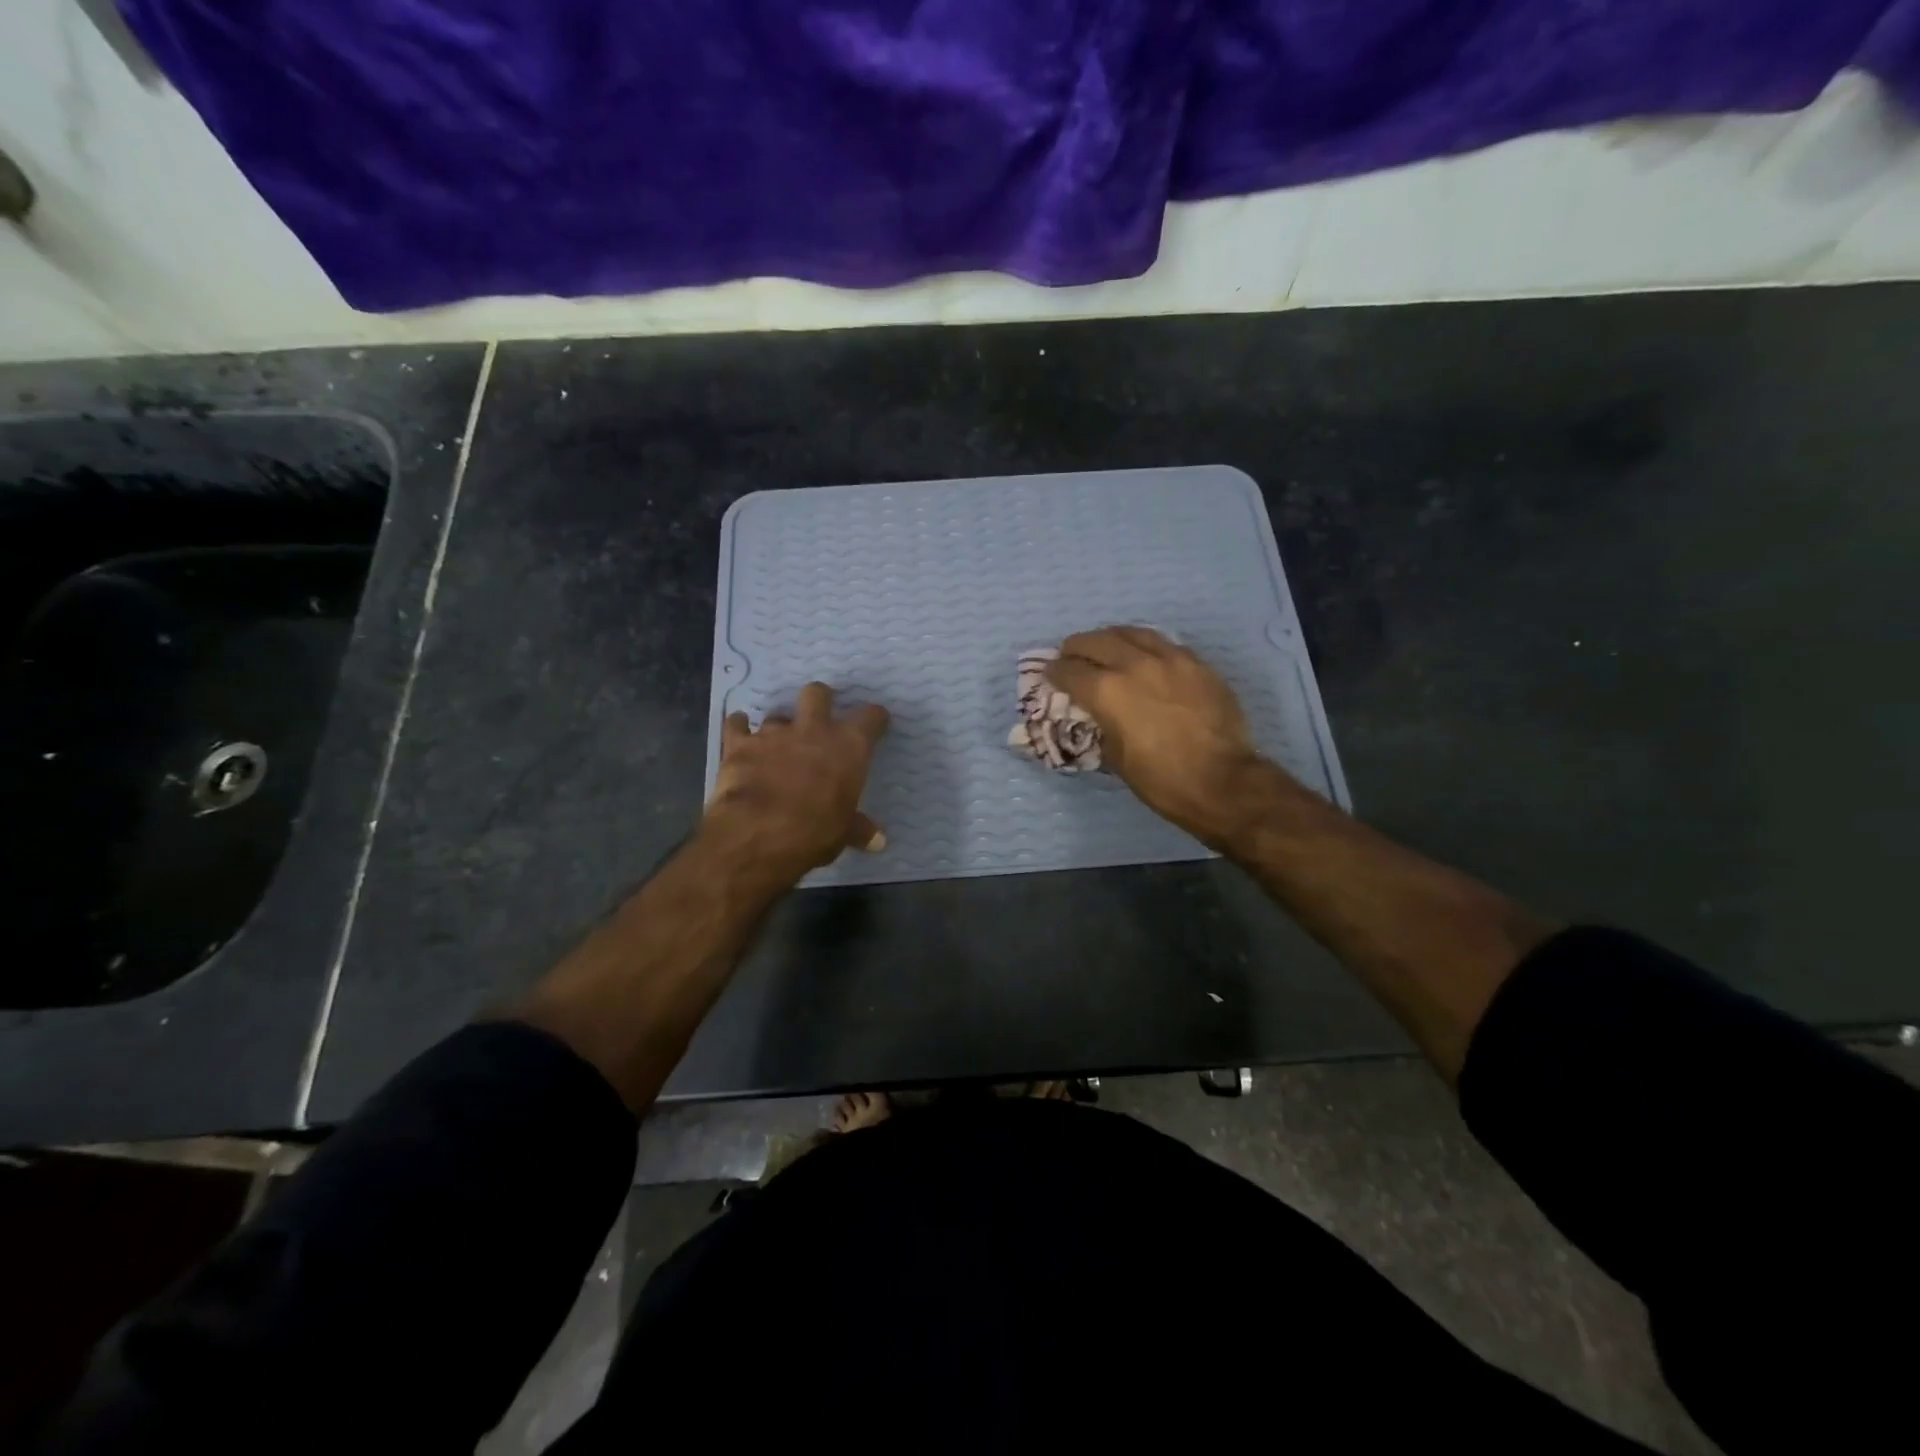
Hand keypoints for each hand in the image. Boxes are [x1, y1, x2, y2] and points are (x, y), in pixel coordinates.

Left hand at [705, 683, 889, 879]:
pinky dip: (739, 727)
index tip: (877, 721)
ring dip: (779, 726)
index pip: (871, 718)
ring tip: (777, 742)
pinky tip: (739, 733)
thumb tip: (879, 841)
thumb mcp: (843, 833)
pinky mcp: (739, 744)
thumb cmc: (814, 832)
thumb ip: (859, 829)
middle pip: (818, 693)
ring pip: (777, 714)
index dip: (875, 718)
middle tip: (819, 716)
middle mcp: (813, 730)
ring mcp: (774, 734)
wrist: (757, 833)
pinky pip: (737, 724)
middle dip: (820, 700)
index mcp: (848, 747)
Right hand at [1046, 626, 1271, 846]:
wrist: (1223, 782)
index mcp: (1107, 691)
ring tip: (1104, 645)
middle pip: (1096, 642)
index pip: (1069, 671)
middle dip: (1076, 647)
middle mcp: (1134, 665)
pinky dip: (1144, 644)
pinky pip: (1163, 643)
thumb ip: (1101, 727)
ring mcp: (1170, 659)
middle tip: (1070, 655)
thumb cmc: (1162, 780)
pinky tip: (1143, 653)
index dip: (1054, 672)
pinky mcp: (1196, 663)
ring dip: (1110, 637)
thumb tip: (1099, 717)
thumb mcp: (1116, 758)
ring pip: (1131, 633)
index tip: (1050, 675)